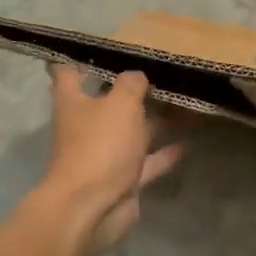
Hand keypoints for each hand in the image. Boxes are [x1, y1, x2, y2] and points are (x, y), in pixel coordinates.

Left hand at [41, 65, 183, 252]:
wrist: (92, 208)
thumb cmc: (100, 146)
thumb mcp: (120, 104)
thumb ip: (131, 84)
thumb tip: (137, 75)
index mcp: (75, 103)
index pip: (68, 73)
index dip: (77, 59)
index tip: (95, 47)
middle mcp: (87, 127)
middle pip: (107, 102)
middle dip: (130, 90)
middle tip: (159, 71)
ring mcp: (105, 154)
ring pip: (132, 131)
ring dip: (154, 121)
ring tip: (183, 103)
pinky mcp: (123, 179)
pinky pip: (147, 161)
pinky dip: (164, 153)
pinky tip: (187, 143)